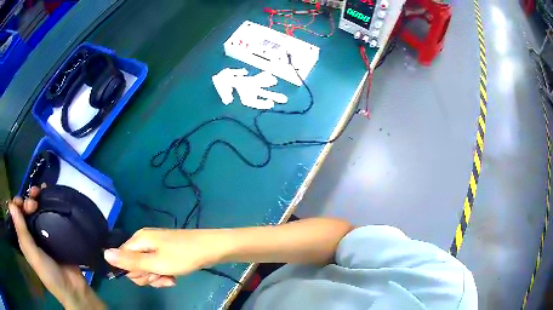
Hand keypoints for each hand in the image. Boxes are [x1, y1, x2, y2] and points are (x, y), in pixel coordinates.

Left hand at [8, 186, 103, 309]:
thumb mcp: (34, 256)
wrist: (74, 288)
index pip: (16, 214)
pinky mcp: (54, 230)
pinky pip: (47, 210)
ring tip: (41, 193)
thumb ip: (22, 233)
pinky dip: (46, 199)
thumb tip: (10, 204)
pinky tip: (49, 192)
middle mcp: (30, 232)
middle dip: (27, 200)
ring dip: (36, 197)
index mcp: (24, 238)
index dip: (17, 204)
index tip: (23, 202)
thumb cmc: (50, 275)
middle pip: (25, 209)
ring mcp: (42, 231)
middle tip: (34, 203)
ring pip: (35, 207)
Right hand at [104, 228, 225, 287]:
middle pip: (134, 264)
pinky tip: (173, 277)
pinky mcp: (166, 252)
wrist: (212, 249)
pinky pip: (157, 267)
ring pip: (147, 268)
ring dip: (156, 277)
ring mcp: (156, 246)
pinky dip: (163, 274)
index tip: (147, 276)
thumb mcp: (155, 263)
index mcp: (139, 240)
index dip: (133, 272)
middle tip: (160, 276)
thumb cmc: (183, 256)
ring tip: (169, 278)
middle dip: (146, 275)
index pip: (122, 258)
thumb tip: (104, 254)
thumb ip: (130, 261)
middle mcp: (145, 241)